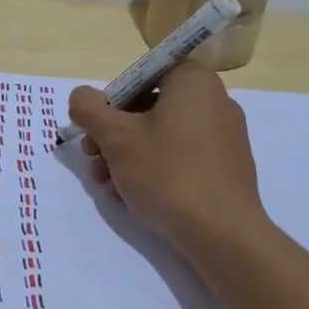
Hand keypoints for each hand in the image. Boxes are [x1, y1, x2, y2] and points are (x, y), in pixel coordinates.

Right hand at [67, 62, 267, 257]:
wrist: (222, 233)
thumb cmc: (167, 173)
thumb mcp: (116, 137)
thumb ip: (89, 109)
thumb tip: (81, 97)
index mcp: (193, 81)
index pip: (142, 74)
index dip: (112, 99)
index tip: (96, 127)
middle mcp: (216, 100)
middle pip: (150, 106)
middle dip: (114, 134)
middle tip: (93, 159)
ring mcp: (225, 135)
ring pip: (163, 135)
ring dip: (128, 155)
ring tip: (107, 185)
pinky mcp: (227, 166)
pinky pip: (182, 156)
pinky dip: (155, 169)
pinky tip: (132, 196)